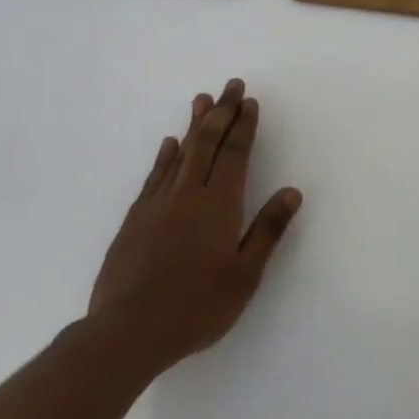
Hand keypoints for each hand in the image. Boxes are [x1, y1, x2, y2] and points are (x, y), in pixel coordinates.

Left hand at [88, 79, 302, 376]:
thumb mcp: (245, 275)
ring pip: (179, 153)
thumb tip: (292, 192)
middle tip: (231, 85)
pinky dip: (164, 156)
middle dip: (222, 112)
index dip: (244, 126)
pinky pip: (154, 177)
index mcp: (219, 205)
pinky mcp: (134, 221)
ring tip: (202, 99)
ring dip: (193, 124)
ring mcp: (156, 206)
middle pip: (207, 143)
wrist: (126, 333)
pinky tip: (168, 145)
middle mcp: (187, 195)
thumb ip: (267, 230)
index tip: (250, 101)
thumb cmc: (196, 306)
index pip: (235, 154)